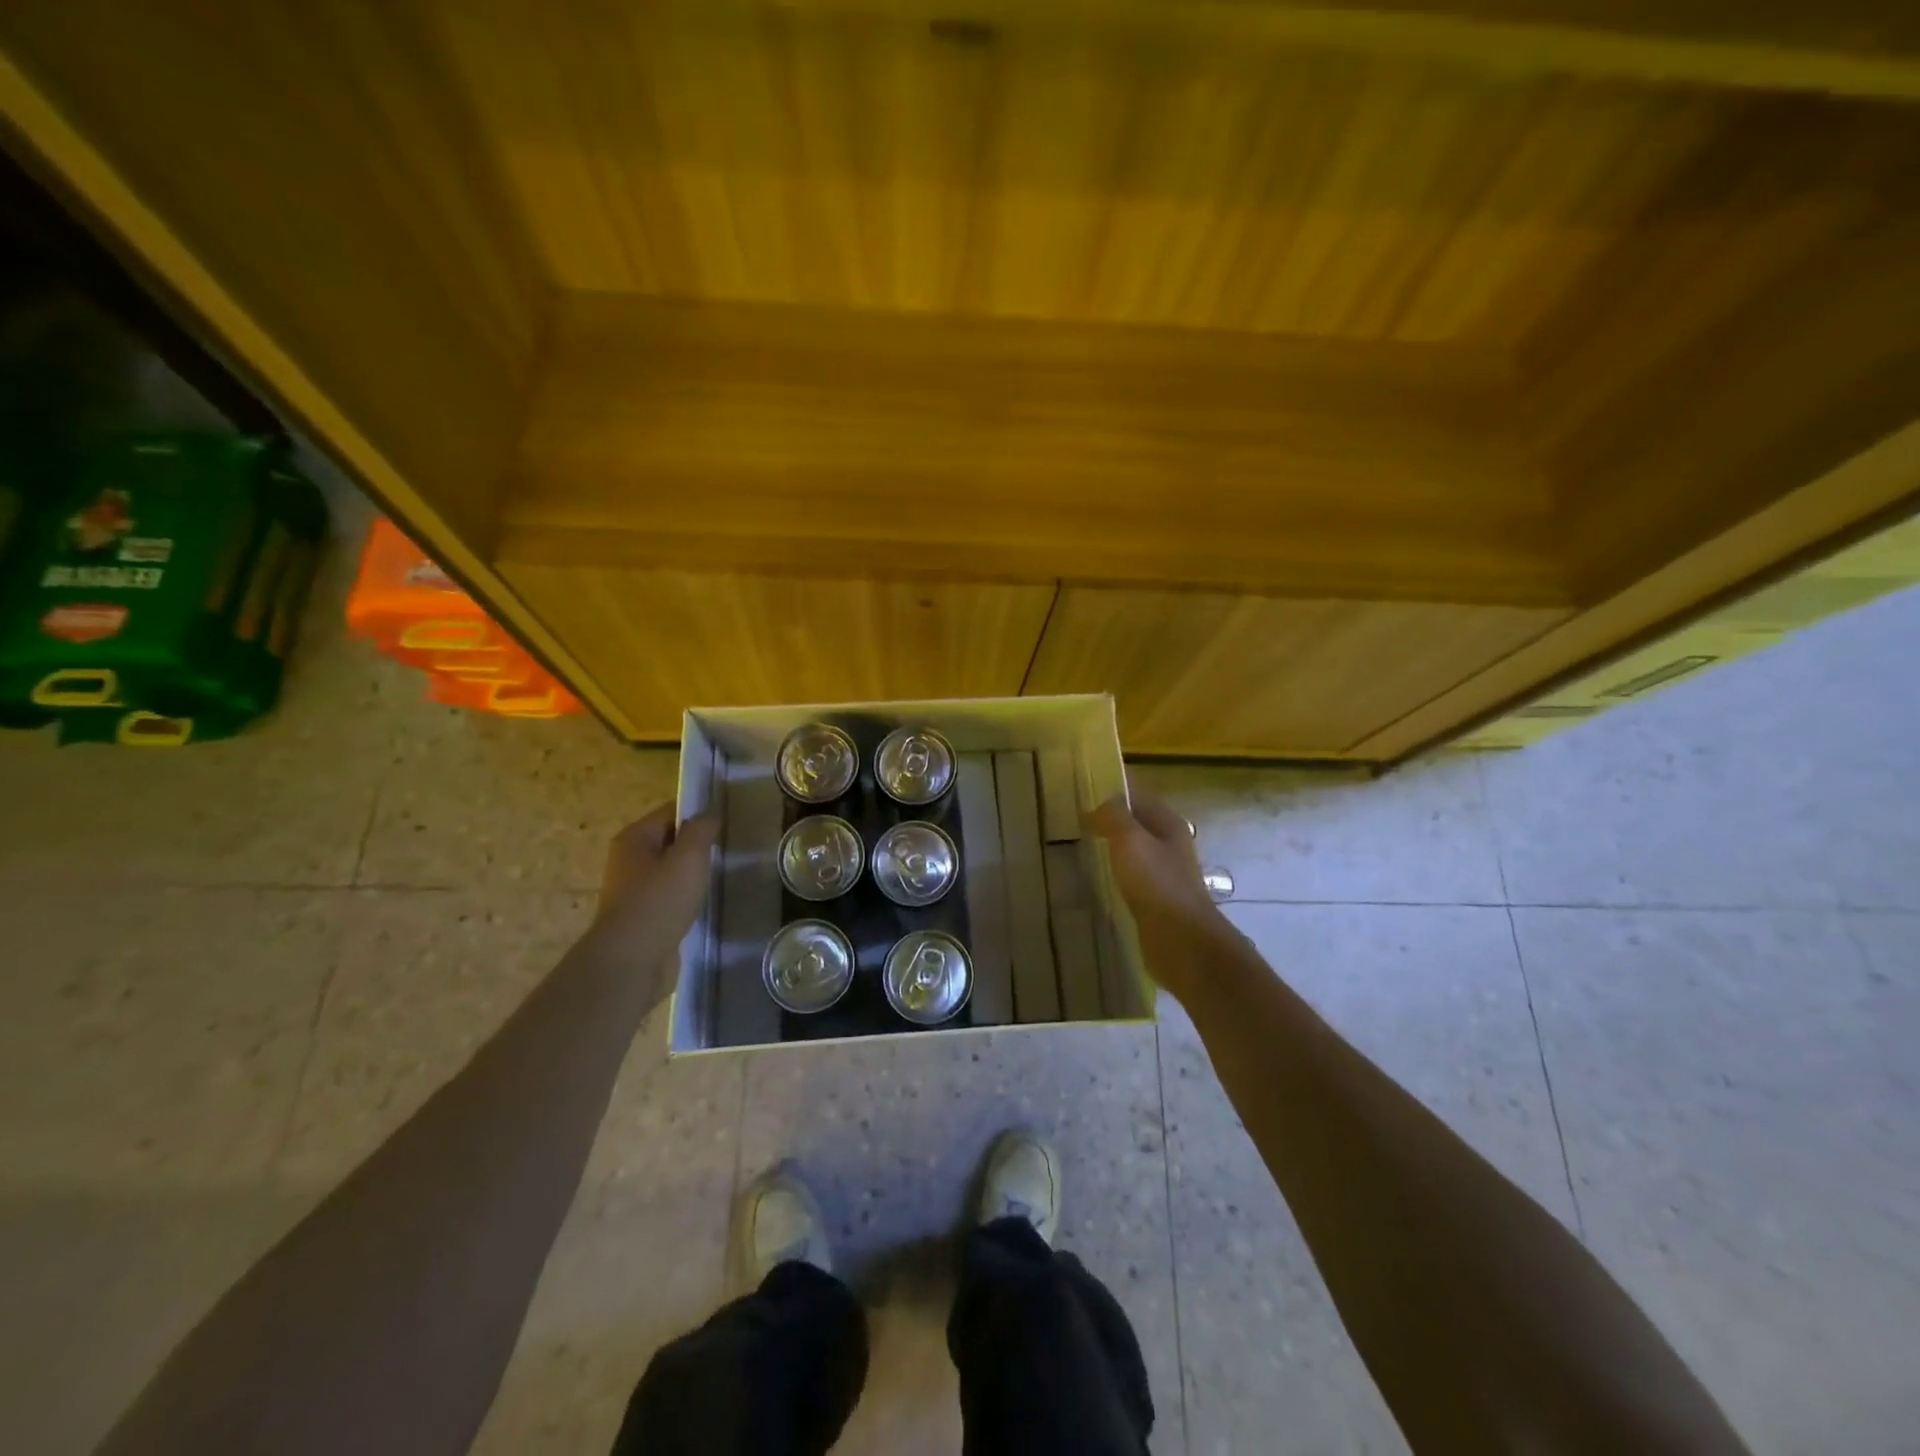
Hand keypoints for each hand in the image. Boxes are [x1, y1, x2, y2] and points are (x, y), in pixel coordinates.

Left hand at [587, 804, 721, 966]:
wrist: (631, 962)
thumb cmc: (659, 902)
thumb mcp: (688, 857)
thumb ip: (701, 829)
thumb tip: (710, 810)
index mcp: (634, 838)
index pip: (671, 812)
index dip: (700, 813)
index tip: (729, 820)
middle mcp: (629, 860)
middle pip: (671, 840)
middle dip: (699, 844)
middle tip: (730, 847)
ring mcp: (634, 890)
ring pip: (672, 870)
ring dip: (694, 873)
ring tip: (721, 874)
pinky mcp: (643, 916)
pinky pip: (671, 896)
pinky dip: (687, 896)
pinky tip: (705, 903)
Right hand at [1086, 783, 1239, 1003]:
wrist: (1181, 942)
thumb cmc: (1157, 884)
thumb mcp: (1131, 840)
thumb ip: (1113, 816)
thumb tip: (1098, 805)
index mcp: (1166, 822)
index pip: (1136, 790)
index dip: (1110, 781)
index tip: (1077, 778)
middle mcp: (1166, 842)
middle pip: (1132, 818)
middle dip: (1104, 813)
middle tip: (1065, 810)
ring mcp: (1160, 871)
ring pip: (1128, 847)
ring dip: (1105, 842)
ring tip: (1071, 839)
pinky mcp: (1151, 897)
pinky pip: (1125, 873)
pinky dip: (1108, 868)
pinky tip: (1087, 874)